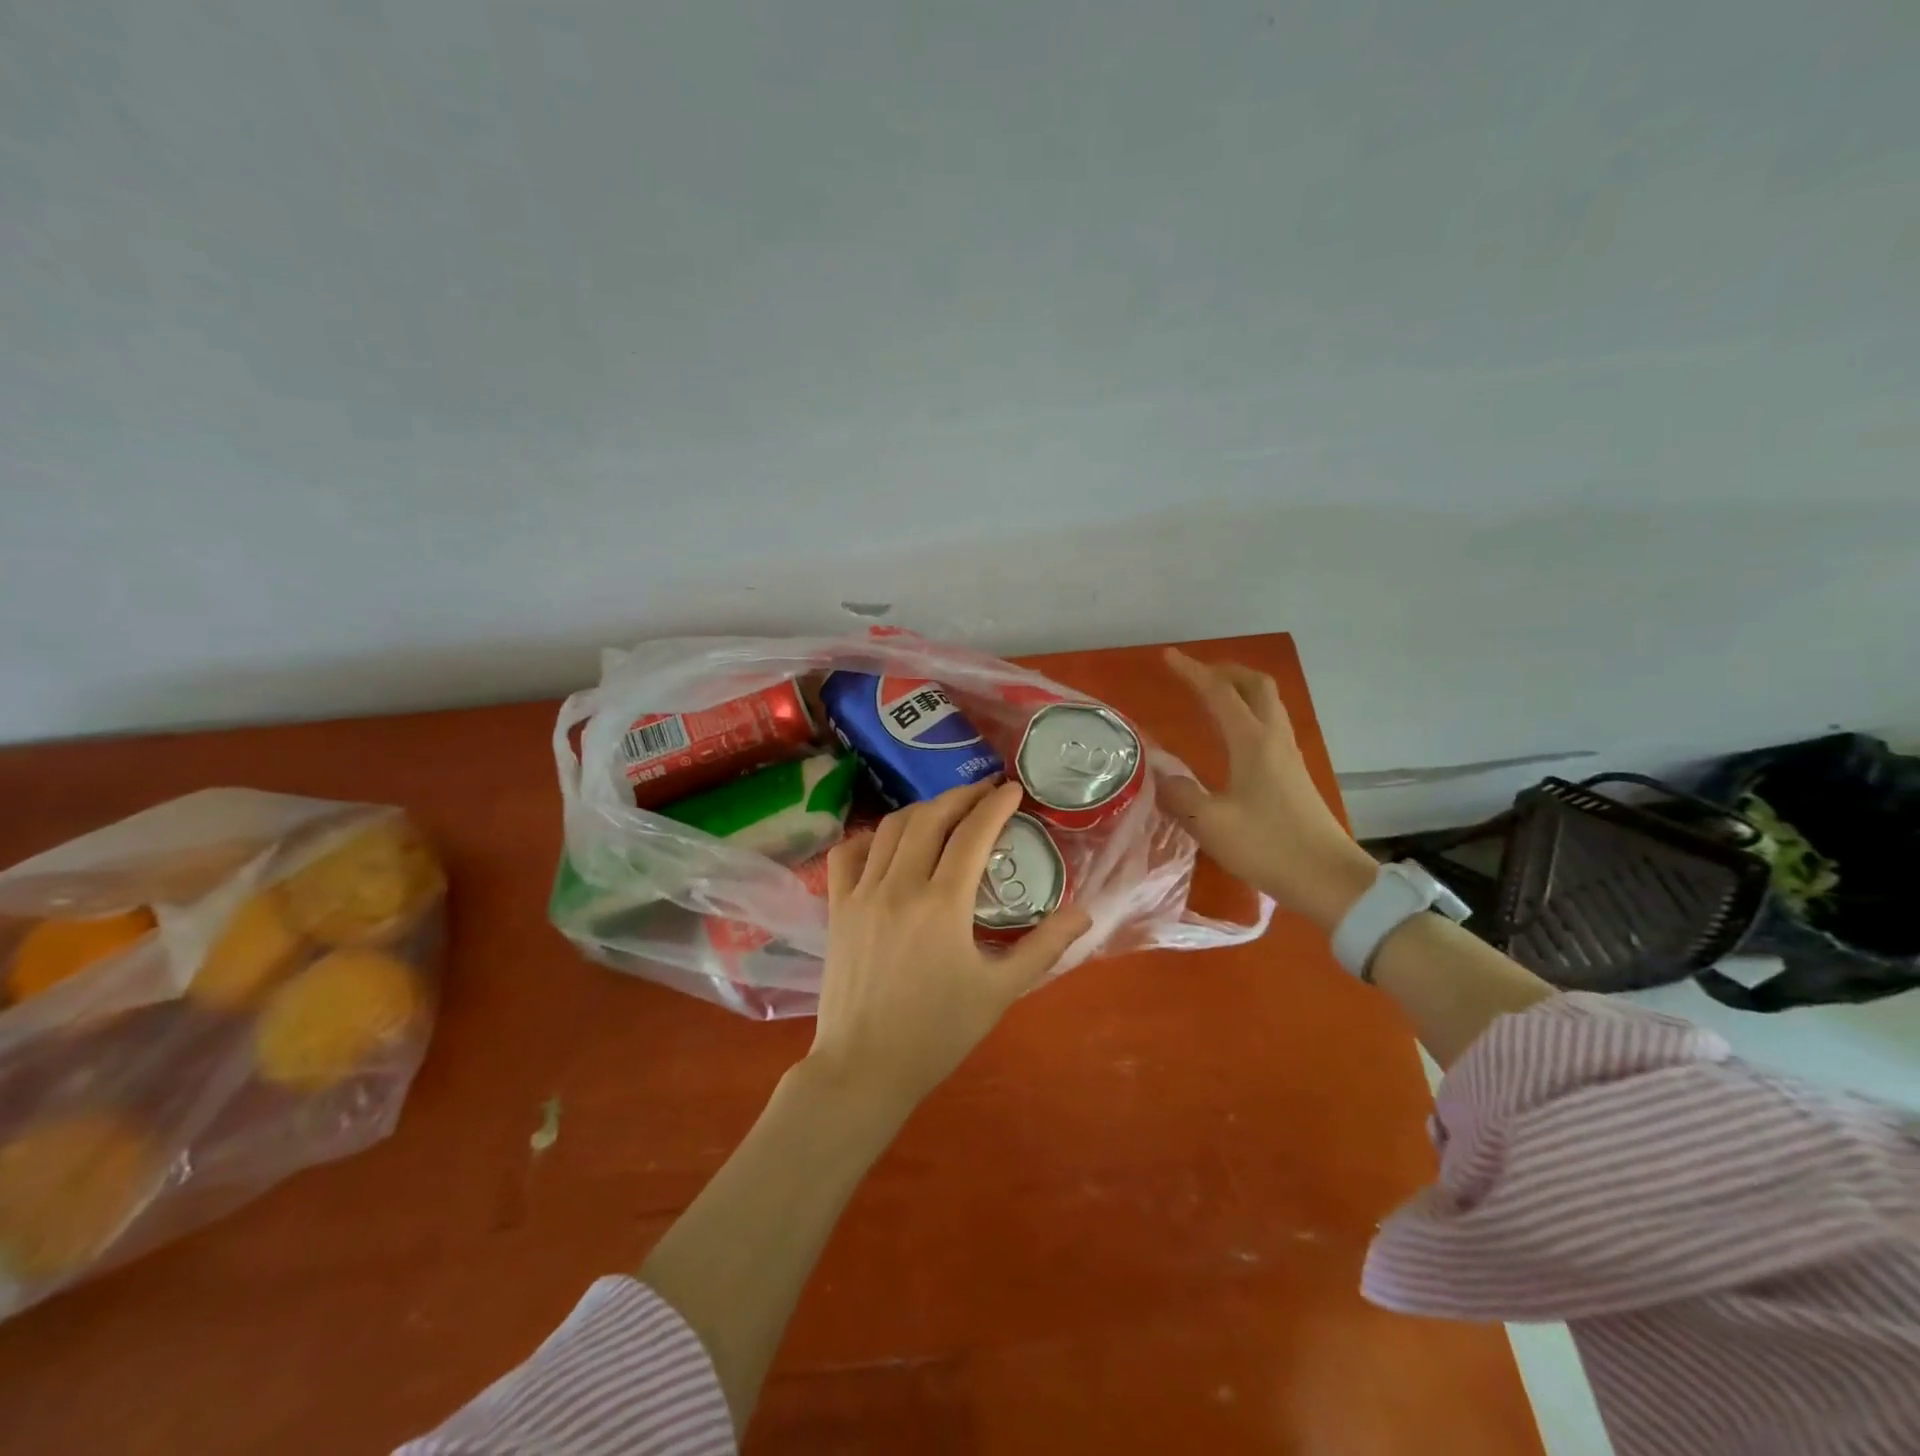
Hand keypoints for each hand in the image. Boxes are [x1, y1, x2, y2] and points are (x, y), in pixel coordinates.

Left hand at [807, 780, 1092, 1118]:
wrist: (865, 1067)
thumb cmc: (938, 1033)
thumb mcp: (1000, 991)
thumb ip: (1044, 947)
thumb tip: (1086, 913)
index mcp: (943, 904)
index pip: (973, 834)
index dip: (995, 805)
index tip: (1013, 789)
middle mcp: (900, 886)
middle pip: (931, 818)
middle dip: (960, 796)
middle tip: (984, 792)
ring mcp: (862, 893)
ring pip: (891, 828)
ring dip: (922, 810)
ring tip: (945, 811)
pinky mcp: (836, 907)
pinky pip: (848, 853)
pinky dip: (871, 836)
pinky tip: (889, 841)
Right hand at [1160, 648, 1377, 931]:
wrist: (1329, 880)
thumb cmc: (1269, 847)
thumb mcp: (1211, 824)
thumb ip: (1179, 795)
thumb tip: (1159, 774)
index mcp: (1253, 743)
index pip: (1220, 694)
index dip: (1192, 672)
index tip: (1168, 657)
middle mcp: (1274, 740)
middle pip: (1257, 685)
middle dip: (1226, 671)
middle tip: (1197, 674)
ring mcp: (1289, 756)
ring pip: (1267, 704)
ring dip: (1240, 689)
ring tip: (1212, 696)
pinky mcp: (1294, 775)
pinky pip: (1270, 725)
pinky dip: (1248, 713)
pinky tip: (1232, 736)